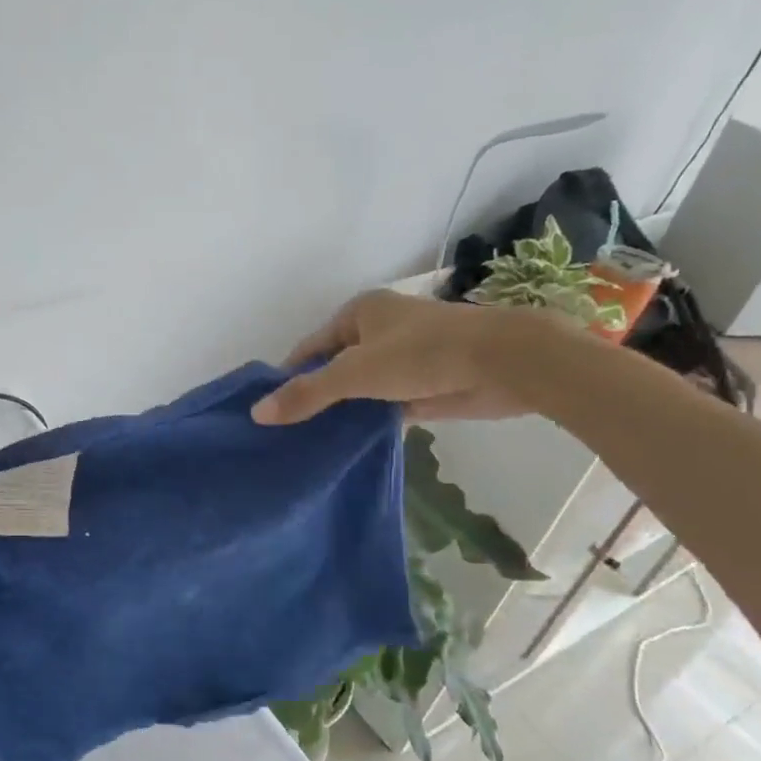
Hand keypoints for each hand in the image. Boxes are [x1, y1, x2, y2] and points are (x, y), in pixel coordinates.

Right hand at [252, 291, 567, 425]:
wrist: (503, 362)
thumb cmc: (422, 353)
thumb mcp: (354, 372)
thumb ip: (307, 393)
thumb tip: (257, 414)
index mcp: (358, 313)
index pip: (309, 348)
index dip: (287, 377)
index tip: (268, 411)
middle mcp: (378, 332)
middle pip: (332, 369)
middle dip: (313, 397)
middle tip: (285, 434)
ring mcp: (402, 360)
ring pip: (358, 390)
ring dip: (340, 413)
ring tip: (307, 445)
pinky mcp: (422, 387)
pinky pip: (382, 406)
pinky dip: (367, 423)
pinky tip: (345, 446)